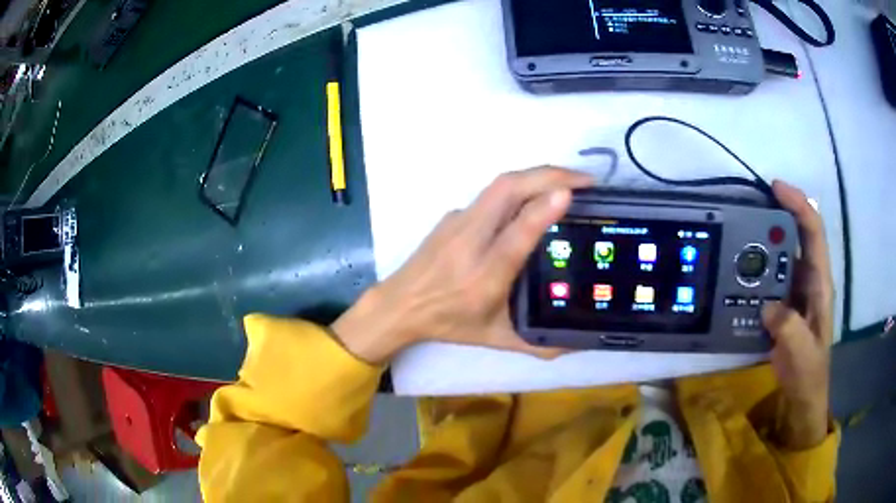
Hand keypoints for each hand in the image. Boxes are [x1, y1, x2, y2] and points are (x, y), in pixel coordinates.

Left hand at [331, 167, 592, 363]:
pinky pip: (493, 193)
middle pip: (507, 190)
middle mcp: (470, 240)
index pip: (515, 234)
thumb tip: (577, 345)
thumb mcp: (497, 338)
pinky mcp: (455, 214)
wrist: (400, 304)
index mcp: (484, 275)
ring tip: (569, 181)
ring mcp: (459, 221)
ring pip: (500, 185)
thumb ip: (538, 344)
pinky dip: (522, 185)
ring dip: (537, 175)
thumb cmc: (449, 322)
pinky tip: (539, 194)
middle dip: (549, 175)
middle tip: (586, 180)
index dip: (542, 210)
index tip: (569, 193)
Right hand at [761, 180, 834, 448]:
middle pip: (796, 235)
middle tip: (748, 210)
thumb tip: (768, 304)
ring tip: (738, 237)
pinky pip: (769, 277)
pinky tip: (739, 272)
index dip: (798, 205)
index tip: (775, 189)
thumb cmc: (808, 374)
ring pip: (781, 255)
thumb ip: (788, 327)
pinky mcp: (782, 304)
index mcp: (819, 284)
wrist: (802, 395)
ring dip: (763, 242)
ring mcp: (795, 292)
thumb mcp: (801, 354)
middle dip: (776, 215)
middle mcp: (809, 279)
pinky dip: (756, 268)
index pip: (814, 232)